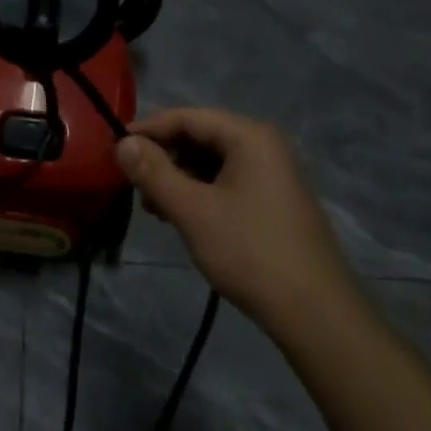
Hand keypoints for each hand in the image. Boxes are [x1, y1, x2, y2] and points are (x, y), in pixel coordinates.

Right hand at [115, 108, 356, 330]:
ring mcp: (273, 174)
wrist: (315, 312)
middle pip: (201, 137)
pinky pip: (227, 182)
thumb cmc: (250, 252)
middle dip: (163, 158)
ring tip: (154, 208)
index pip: (188, 117)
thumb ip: (154, 172)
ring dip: (179, 178)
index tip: (115, 150)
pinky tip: (181, 217)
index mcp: (250, 136)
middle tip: (133, 186)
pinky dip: (200, 193)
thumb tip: (123, 143)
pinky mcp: (274, 201)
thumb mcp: (193, 211)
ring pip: (212, 162)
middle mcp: (264, 146)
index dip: (148, 130)